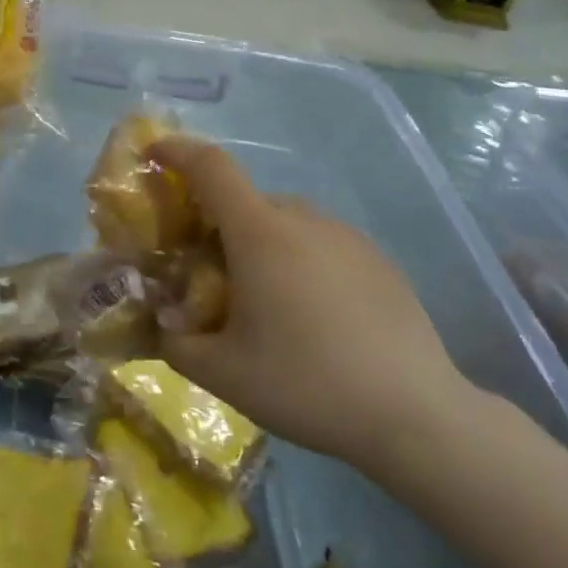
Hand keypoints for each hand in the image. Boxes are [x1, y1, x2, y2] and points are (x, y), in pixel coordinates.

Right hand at [151, 139, 477, 474]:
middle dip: (215, 224)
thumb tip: (162, 326)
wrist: (414, 416)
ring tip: (260, 302)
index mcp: (260, 234)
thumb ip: (174, 342)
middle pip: (245, 202)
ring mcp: (348, 238)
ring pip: (285, 223)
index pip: (212, 168)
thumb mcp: (221, 373)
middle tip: (204, 273)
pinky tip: (309, 316)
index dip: (178, 152)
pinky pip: (321, 245)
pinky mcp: (379, 262)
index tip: (154, 153)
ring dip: (258, 245)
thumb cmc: (305, 384)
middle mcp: (305, 221)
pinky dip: (298, 261)